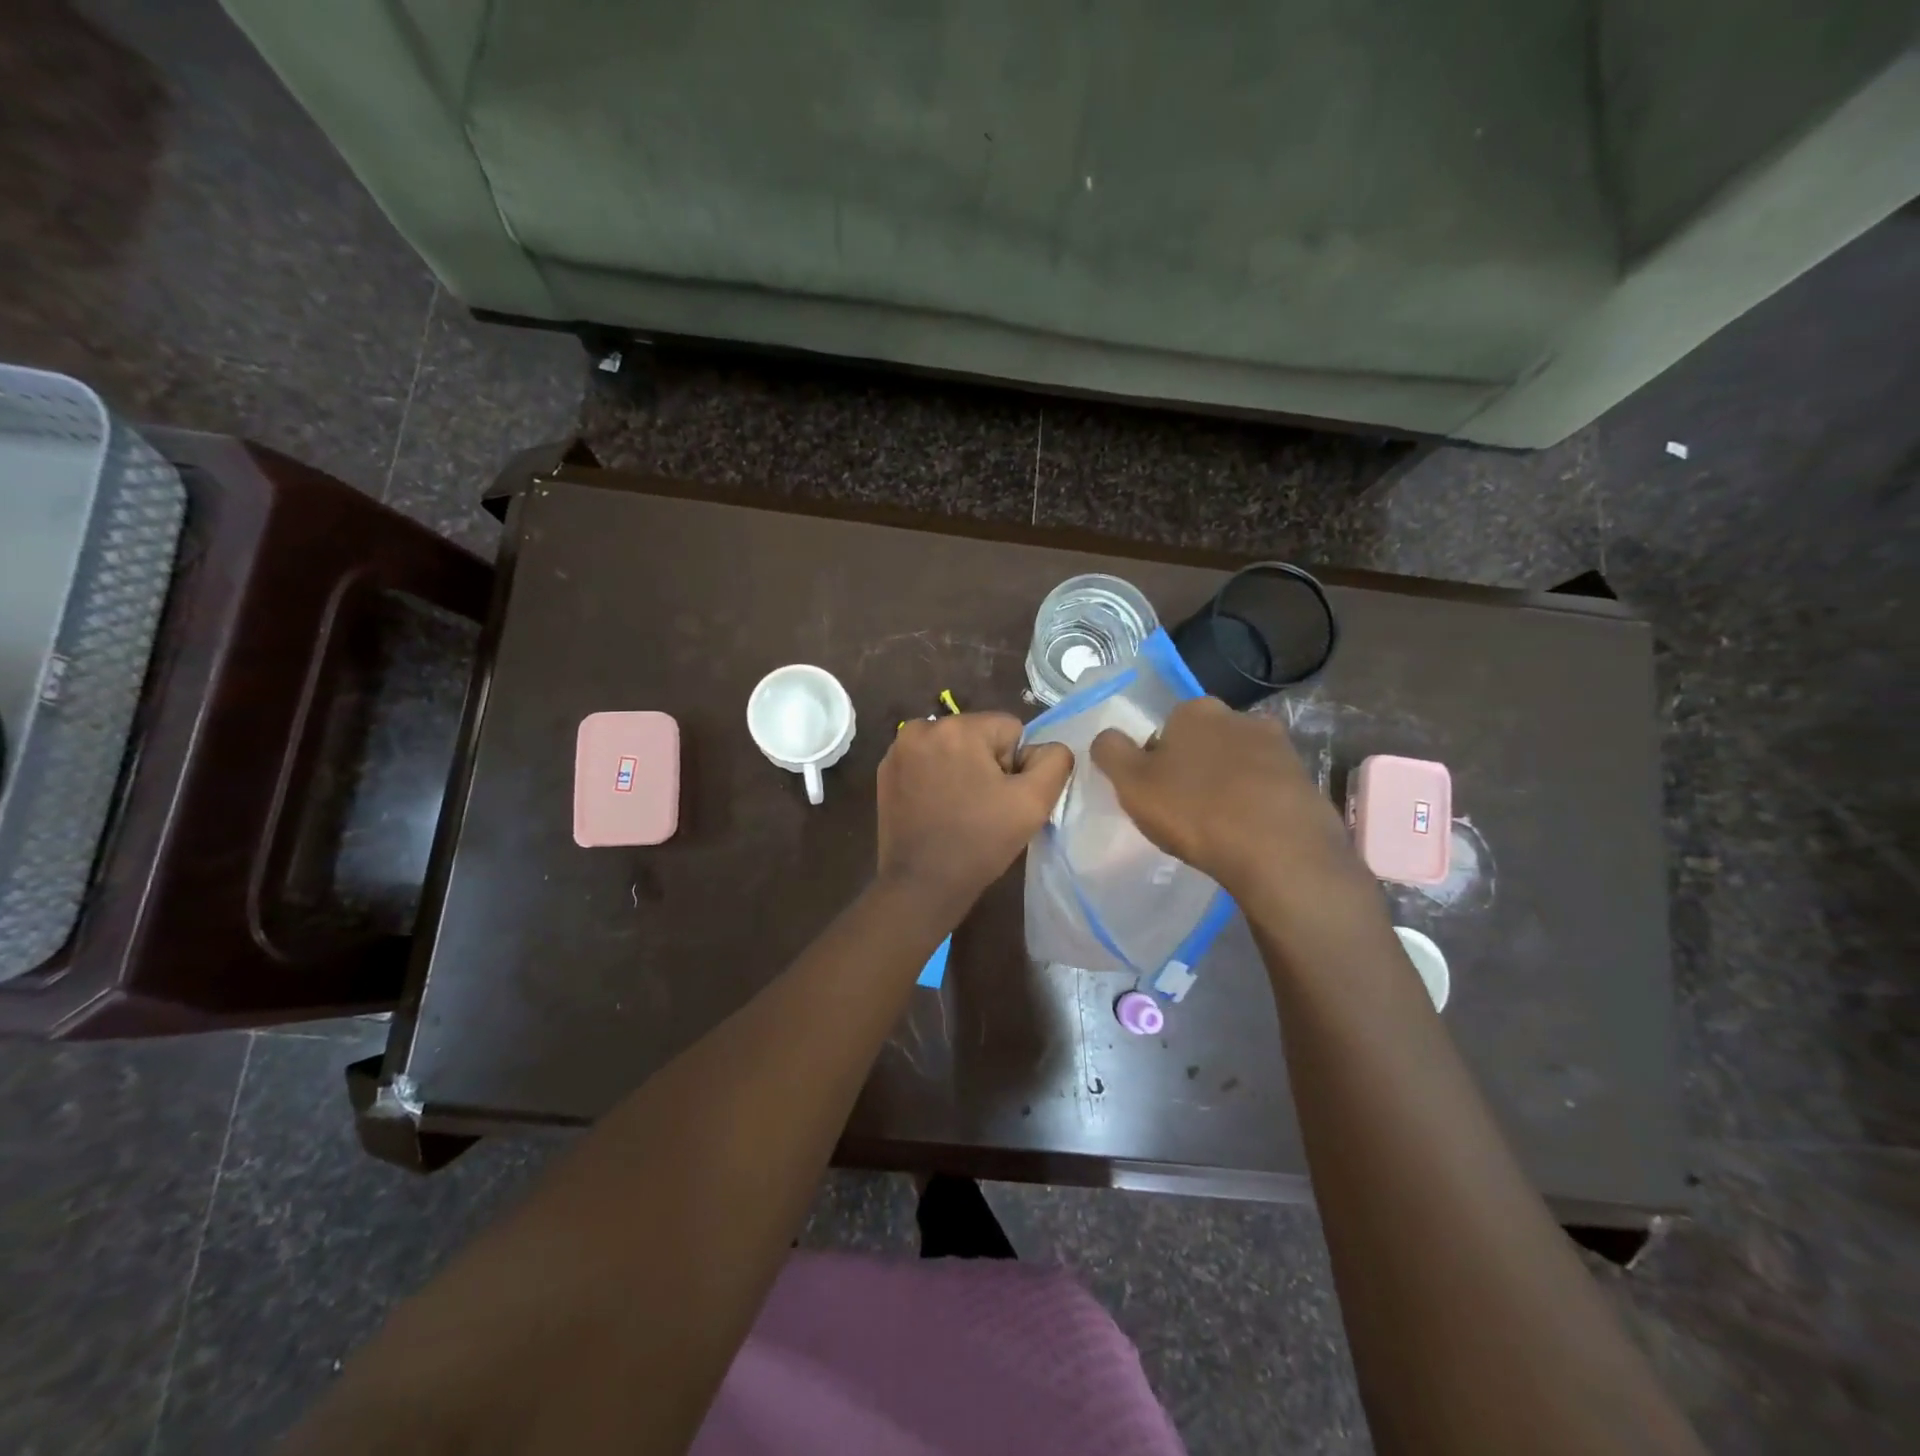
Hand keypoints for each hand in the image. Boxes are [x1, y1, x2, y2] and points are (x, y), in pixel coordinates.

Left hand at [876, 713, 1073, 915]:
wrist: (921, 885)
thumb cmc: (980, 843)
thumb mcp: (1034, 802)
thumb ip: (1054, 761)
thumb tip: (1044, 748)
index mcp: (958, 727)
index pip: (1010, 729)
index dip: (1014, 765)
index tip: (1000, 798)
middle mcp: (922, 727)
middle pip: (978, 735)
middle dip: (986, 764)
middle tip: (981, 806)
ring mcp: (898, 749)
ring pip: (952, 747)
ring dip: (960, 769)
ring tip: (958, 809)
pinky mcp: (885, 770)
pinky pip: (927, 761)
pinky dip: (935, 777)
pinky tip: (936, 808)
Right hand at [1090, 698, 1362, 903]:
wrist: (1279, 851)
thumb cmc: (1195, 811)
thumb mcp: (1132, 783)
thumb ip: (1111, 751)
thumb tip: (1107, 737)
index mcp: (1195, 710)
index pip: (1165, 729)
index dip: (1156, 762)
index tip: (1156, 793)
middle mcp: (1240, 716)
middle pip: (1204, 743)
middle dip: (1194, 768)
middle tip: (1186, 811)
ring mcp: (1279, 746)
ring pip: (1238, 763)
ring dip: (1227, 785)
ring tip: (1220, 826)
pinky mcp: (1304, 779)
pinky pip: (1267, 788)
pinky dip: (1256, 804)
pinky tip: (1249, 834)